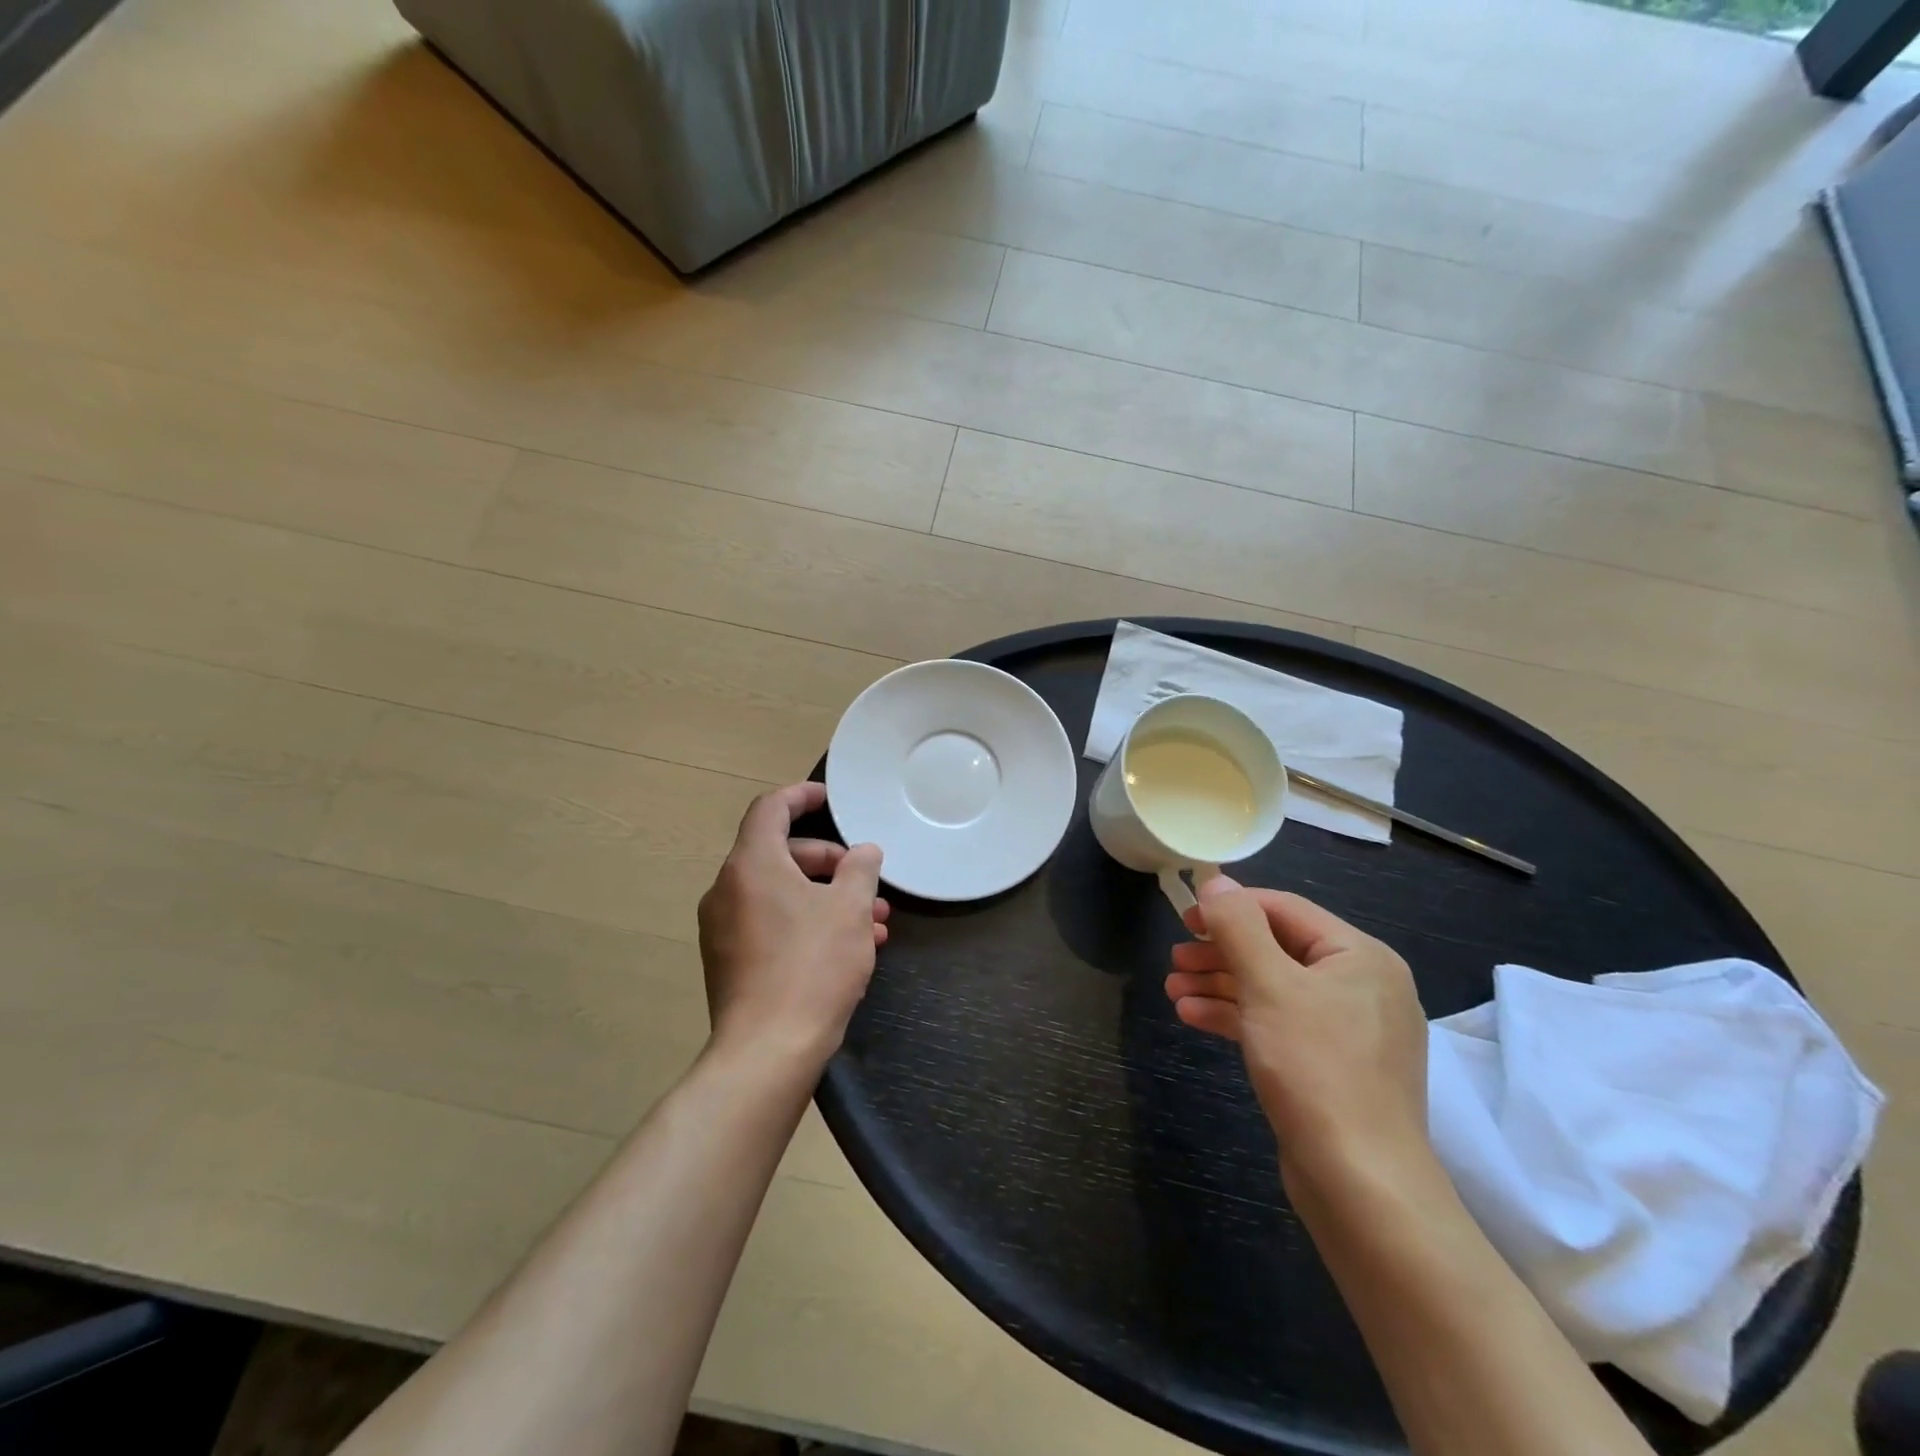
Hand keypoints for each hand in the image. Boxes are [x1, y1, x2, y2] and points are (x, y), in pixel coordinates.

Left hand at [698, 782, 888, 1063]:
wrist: (767, 1052)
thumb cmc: (812, 966)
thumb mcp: (850, 909)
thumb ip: (860, 869)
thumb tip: (863, 853)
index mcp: (751, 865)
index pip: (770, 809)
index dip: (801, 796)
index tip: (830, 799)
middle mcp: (727, 890)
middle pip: (779, 853)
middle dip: (829, 861)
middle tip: (865, 878)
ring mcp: (722, 928)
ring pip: (780, 893)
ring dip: (825, 897)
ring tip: (874, 921)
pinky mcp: (729, 961)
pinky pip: (770, 923)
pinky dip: (805, 922)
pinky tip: (848, 949)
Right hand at [1165, 877, 1429, 1190]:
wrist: (1361, 1184)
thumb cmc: (1315, 1068)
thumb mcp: (1269, 985)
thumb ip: (1239, 926)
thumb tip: (1216, 882)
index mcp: (1360, 956)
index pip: (1285, 910)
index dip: (1231, 908)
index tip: (1184, 918)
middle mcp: (1361, 986)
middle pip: (1277, 949)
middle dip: (1221, 952)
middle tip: (1175, 959)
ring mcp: (1349, 1029)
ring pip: (1273, 988)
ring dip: (1221, 984)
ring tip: (1173, 990)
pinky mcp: (1332, 1065)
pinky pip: (1279, 1023)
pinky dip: (1237, 1017)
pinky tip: (1193, 1017)